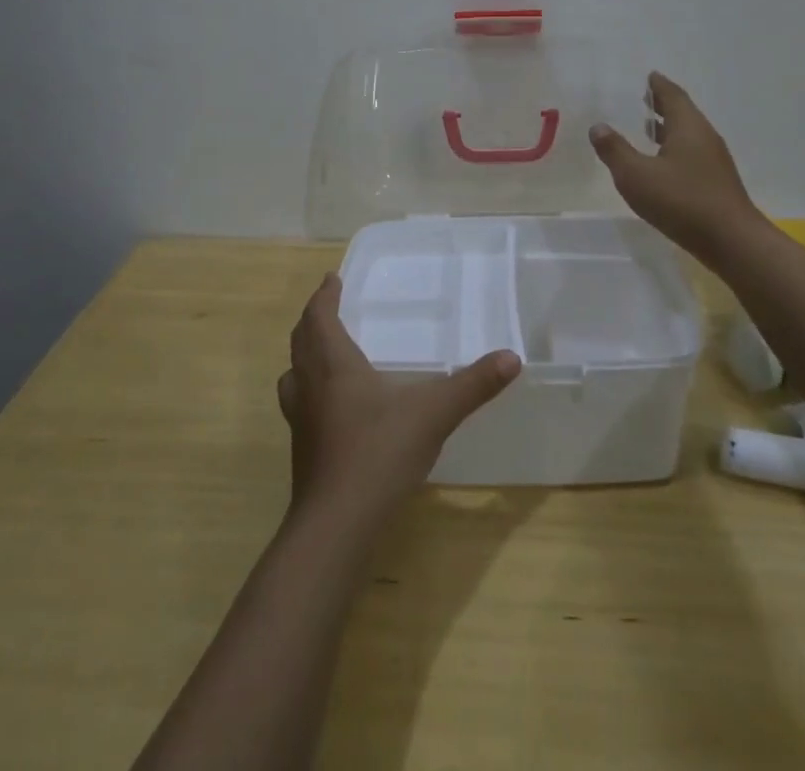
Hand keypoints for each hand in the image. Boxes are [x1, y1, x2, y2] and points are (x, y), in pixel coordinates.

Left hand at [276, 274, 520, 525]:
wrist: (336, 526)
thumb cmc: (379, 454)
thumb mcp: (434, 414)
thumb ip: (473, 385)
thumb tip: (512, 358)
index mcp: (333, 365)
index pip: (319, 317)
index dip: (324, 296)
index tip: (332, 279)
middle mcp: (309, 386)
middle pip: (301, 341)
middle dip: (313, 320)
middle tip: (328, 308)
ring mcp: (300, 421)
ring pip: (293, 374)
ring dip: (304, 356)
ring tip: (323, 352)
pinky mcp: (302, 451)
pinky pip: (298, 404)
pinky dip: (309, 391)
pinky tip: (333, 408)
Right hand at [589, 72, 758, 262]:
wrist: (731, 241)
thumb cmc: (681, 201)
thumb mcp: (636, 175)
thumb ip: (615, 150)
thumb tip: (598, 126)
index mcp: (688, 127)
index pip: (672, 95)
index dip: (659, 85)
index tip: (649, 75)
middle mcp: (704, 137)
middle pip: (683, 112)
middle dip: (663, 105)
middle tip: (644, 97)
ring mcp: (714, 161)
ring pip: (688, 135)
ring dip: (669, 128)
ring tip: (648, 127)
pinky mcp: (716, 182)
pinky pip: (692, 154)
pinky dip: (675, 148)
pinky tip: (662, 164)